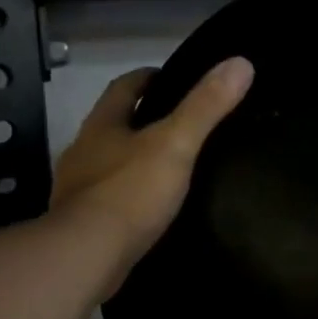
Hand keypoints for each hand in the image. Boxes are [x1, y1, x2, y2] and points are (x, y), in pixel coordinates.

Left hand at [52, 58, 253, 289]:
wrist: (85, 256)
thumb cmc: (130, 192)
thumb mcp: (176, 144)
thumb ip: (206, 106)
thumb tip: (241, 62)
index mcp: (101, 125)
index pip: (123, 87)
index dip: (148, 78)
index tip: (171, 78)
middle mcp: (82, 151)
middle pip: (112, 125)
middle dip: (140, 120)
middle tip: (179, 125)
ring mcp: (76, 190)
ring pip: (107, 164)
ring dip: (131, 161)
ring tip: (168, 168)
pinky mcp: (80, 224)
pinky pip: (107, 200)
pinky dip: (127, 197)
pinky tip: (148, 209)